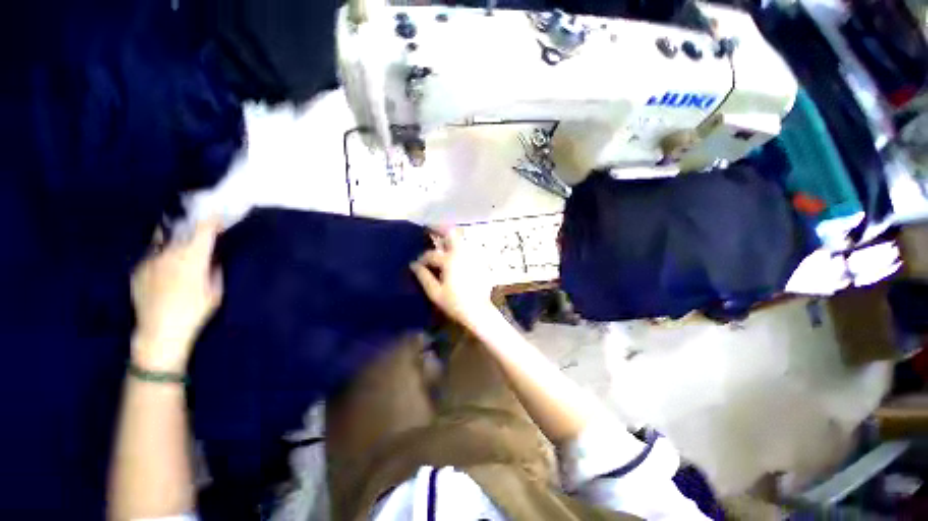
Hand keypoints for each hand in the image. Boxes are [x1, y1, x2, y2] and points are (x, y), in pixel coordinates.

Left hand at [130, 219, 223, 372]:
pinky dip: (163, 255)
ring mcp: (149, 260)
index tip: (219, 216)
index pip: (203, 230)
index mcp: (191, 258)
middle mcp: (168, 253)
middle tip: (202, 229)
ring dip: (176, 239)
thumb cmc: (194, 313)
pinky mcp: (137, 269)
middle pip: (182, 230)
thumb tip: (213, 255)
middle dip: (194, 227)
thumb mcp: (215, 291)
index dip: (212, 220)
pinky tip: (167, 267)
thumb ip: (214, 269)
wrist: (158, 333)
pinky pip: (153, 255)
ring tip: (182, 244)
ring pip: (164, 240)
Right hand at [410, 228, 496, 328]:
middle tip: (429, 229)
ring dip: (448, 237)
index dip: (422, 258)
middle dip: (438, 229)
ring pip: (460, 239)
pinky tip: (452, 253)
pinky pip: (466, 247)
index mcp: (449, 260)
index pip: (431, 254)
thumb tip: (414, 265)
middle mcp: (462, 254)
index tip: (417, 264)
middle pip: (450, 233)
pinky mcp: (478, 261)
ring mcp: (472, 256)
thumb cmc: (455, 303)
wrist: (478, 311)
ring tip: (439, 240)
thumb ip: (423, 276)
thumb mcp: (435, 293)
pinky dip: (457, 246)